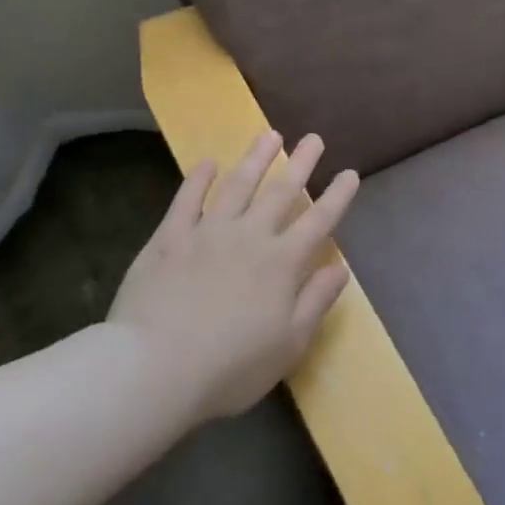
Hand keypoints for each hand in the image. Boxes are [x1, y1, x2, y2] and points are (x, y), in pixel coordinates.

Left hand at [107, 131, 357, 421]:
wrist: (154, 369)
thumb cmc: (232, 366)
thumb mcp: (290, 343)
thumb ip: (316, 300)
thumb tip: (341, 267)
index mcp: (283, 263)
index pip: (319, 221)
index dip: (337, 196)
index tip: (350, 173)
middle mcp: (250, 237)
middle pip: (281, 192)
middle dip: (301, 164)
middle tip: (314, 138)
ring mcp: (206, 234)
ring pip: (238, 185)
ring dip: (256, 158)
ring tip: (270, 135)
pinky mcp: (169, 240)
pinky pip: (187, 200)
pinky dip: (198, 179)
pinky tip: (208, 163)